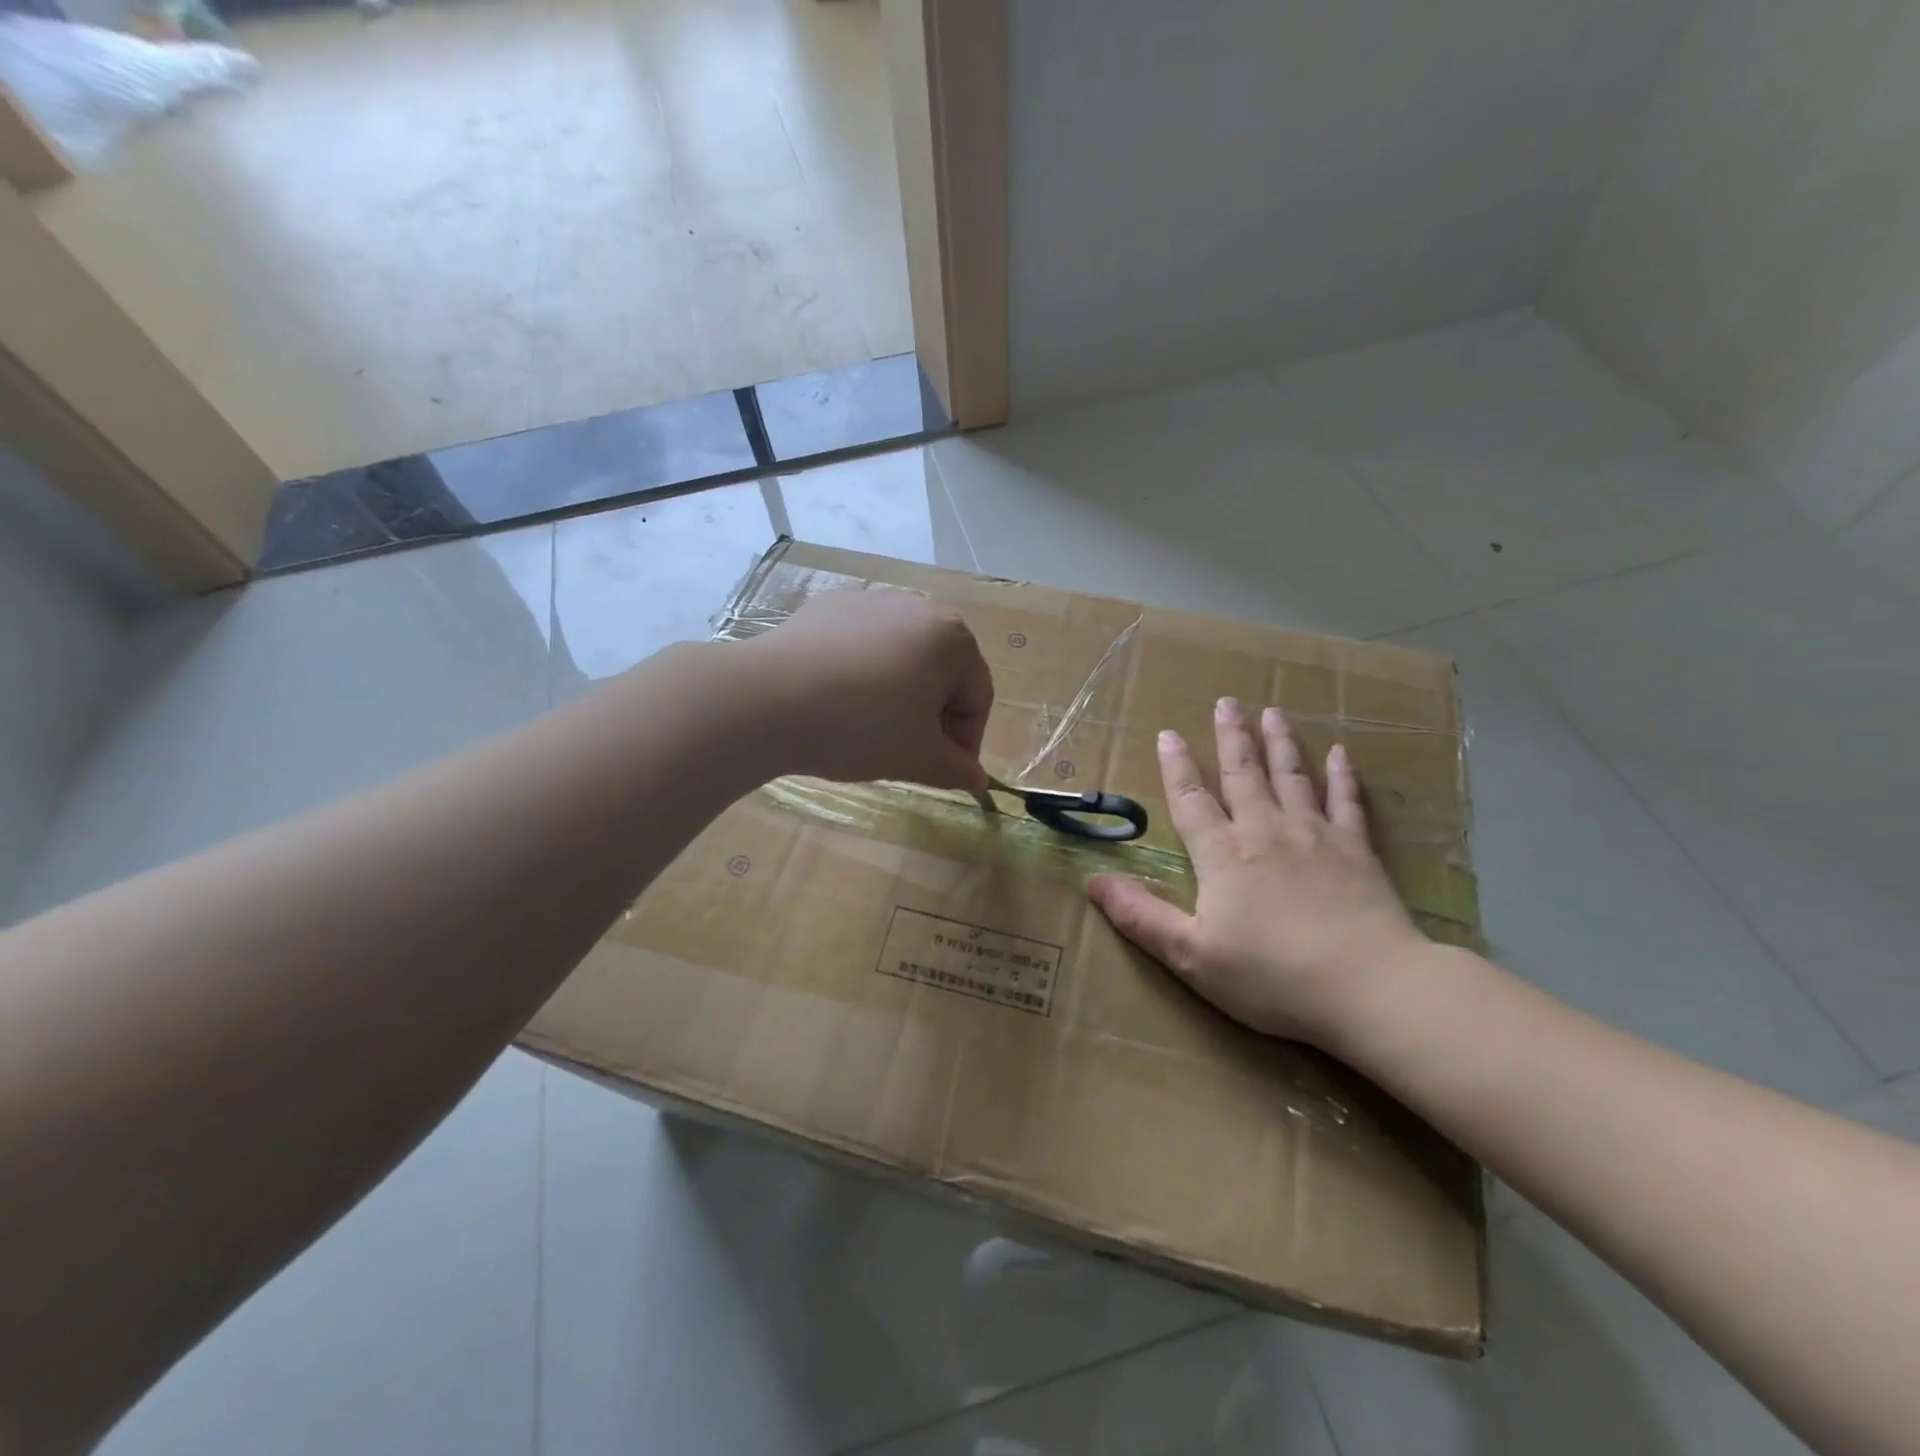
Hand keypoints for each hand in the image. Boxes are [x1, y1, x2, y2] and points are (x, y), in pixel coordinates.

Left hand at [753, 587, 994, 789]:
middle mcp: (917, 606)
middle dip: (932, 714)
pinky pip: (861, 645)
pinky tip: (835, 700)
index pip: (977, 697)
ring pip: (900, 656)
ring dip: (898, 693)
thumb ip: (956, 769)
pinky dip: (861, 673)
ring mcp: (869, 600)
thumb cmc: (862, 727)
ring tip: (868, 728)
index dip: (965, 742)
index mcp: (952, 637)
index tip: (944, 772)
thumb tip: (976, 779)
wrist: (768, 699)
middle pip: (941, 671)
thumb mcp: (917, 758)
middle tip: (907, 752)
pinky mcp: (828, 606)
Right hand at [1088, 697, 1425, 1048]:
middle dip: (1231, 737)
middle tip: (1226, 702)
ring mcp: (1315, 836)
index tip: (1168, 733)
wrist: (1370, 988)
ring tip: (1271, 711)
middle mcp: (1266, 832)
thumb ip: (1141, 916)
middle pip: (1243, 775)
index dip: (1176, 767)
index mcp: (1223, 856)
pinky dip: (1343, 775)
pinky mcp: (1357, 851)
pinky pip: (1347, 801)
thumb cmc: (1272, 976)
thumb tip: (1093, 882)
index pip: (1192, 800)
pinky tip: (1341, 752)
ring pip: (1292, 776)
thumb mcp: (1191, 956)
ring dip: (1280, 742)